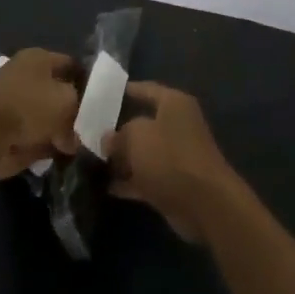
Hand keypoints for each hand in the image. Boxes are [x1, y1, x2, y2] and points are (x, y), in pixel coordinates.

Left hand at [0, 48, 80, 179]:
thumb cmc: (28, 106)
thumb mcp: (66, 104)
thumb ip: (76, 114)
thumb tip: (72, 134)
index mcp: (38, 57)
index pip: (68, 64)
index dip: (83, 81)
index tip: (95, 102)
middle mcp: (19, 72)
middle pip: (51, 91)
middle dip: (65, 111)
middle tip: (79, 131)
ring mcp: (3, 98)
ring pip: (35, 114)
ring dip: (48, 130)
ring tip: (63, 148)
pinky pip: (19, 134)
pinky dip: (30, 144)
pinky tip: (42, 157)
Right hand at [103, 83, 241, 242]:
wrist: (204, 204)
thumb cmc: (169, 156)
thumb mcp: (136, 136)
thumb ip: (119, 135)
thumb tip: (108, 139)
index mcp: (174, 104)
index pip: (146, 89)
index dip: (125, 90)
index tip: (102, 95)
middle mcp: (177, 125)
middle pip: (143, 123)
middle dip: (118, 130)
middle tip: (90, 133)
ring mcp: (176, 156)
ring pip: (143, 153)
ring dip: (122, 159)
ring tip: (92, 161)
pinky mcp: (173, 183)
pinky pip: (145, 177)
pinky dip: (129, 182)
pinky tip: (105, 187)